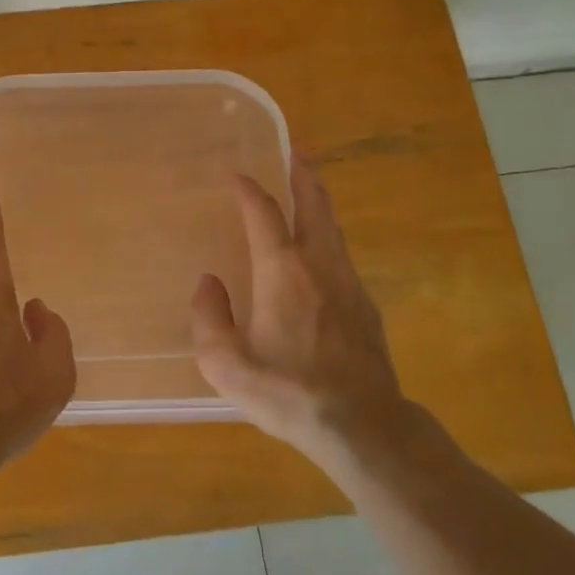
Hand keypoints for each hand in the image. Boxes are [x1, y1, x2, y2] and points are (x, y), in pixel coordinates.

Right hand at [190, 161, 411, 475]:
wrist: (362, 426)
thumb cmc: (289, 393)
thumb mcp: (227, 366)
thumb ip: (208, 319)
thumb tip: (208, 285)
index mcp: (282, 272)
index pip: (264, 214)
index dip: (249, 190)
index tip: (237, 175)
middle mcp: (318, 266)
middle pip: (314, 205)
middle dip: (303, 173)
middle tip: (295, 149)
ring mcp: (348, 284)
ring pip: (333, 228)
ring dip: (318, 201)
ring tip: (307, 188)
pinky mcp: (365, 306)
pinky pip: (341, 255)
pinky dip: (327, 236)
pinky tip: (319, 253)